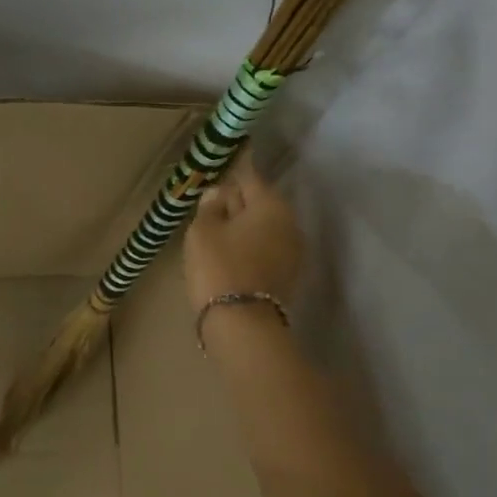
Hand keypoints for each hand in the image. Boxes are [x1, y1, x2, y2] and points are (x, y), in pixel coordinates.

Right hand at [184, 150, 304, 312]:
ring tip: (218, 235)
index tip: (220, 172)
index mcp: (271, 205)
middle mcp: (290, 223)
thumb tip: (218, 193)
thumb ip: (210, 206)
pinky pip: (266, 250)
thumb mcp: (202, 231)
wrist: (242, 323)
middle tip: (212, 208)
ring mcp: (293, 252)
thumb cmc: (218, 268)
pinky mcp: (288, 276)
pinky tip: (231, 257)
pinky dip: (251, 248)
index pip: (249, 178)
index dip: (231, 174)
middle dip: (238, 203)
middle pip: (260, 204)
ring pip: (264, 229)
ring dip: (244, 228)